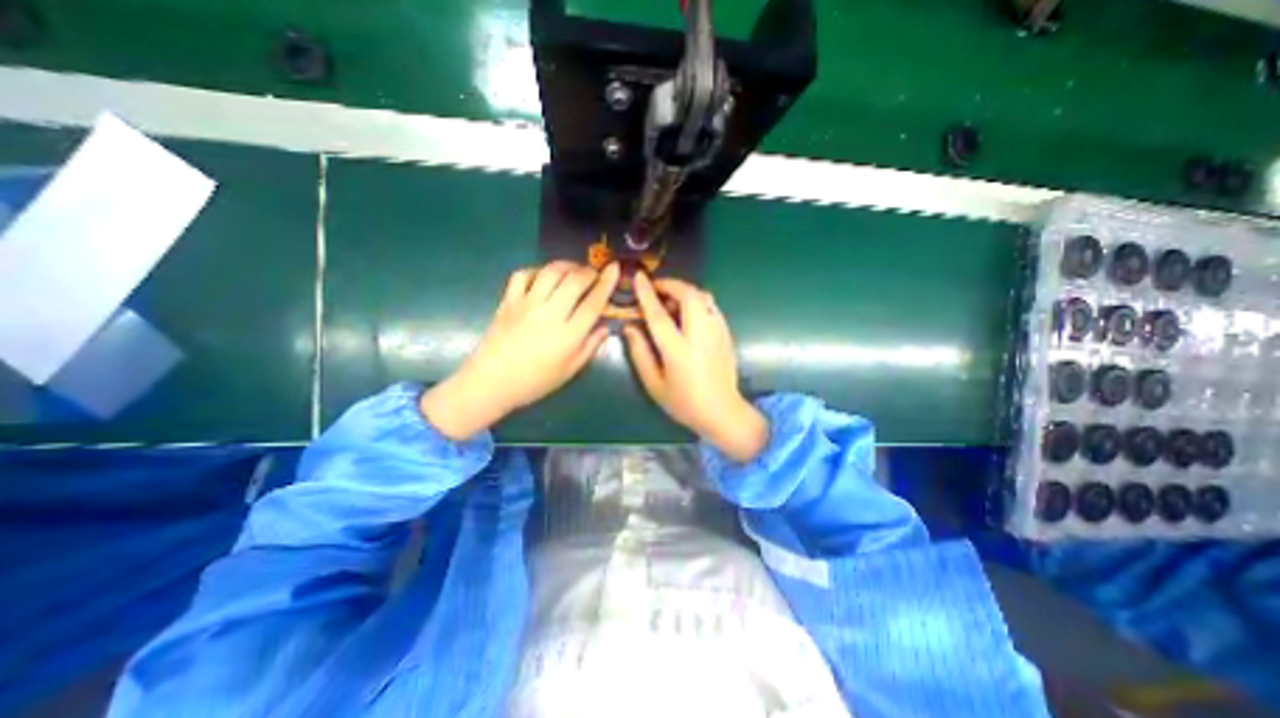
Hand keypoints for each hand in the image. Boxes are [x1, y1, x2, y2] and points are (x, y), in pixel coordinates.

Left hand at [422, 262, 620, 440]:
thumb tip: (605, 327)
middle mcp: (550, 313)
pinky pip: (523, 275)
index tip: (615, 268)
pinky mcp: (508, 301)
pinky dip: (537, 270)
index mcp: (568, 334)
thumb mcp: (570, 370)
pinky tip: (544, 277)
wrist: (491, 382)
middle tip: (595, 273)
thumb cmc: (535, 381)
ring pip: (551, 272)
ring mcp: (527, 304)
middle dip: (589, 271)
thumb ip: (590, 347)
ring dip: (567, 266)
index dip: (607, 283)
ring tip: (573, 270)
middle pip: (574, 281)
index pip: (593, 302)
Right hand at [623, 272, 762, 461]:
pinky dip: (697, 301)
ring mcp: (717, 332)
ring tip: (671, 301)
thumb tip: (629, 327)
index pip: (659, 314)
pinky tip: (688, 314)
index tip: (638, 277)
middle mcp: (700, 336)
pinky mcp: (726, 334)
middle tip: (656, 288)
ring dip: (685, 291)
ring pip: (703, 297)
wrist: (722, 412)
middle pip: (689, 295)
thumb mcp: (654, 384)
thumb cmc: (684, 402)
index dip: (647, 293)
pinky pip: (711, 306)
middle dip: (671, 284)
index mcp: (678, 351)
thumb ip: (640, 353)